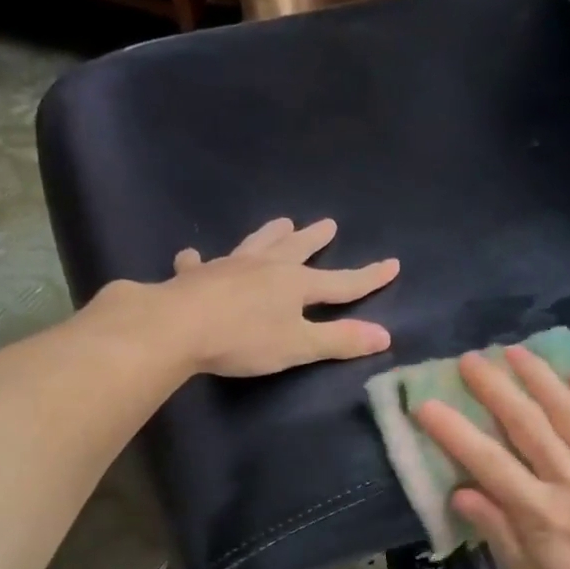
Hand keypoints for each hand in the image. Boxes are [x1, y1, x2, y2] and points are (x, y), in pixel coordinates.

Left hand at [147, 217, 399, 376]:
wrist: (177, 327)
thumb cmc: (244, 339)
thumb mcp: (298, 346)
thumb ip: (340, 340)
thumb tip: (385, 335)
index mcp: (295, 284)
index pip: (341, 282)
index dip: (368, 277)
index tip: (392, 264)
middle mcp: (265, 267)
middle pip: (296, 250)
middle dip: (315, 240)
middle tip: (328, 224)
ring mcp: (228, 267)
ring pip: (255, 245)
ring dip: (270, 235)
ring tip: (280, 223)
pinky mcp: (195, 277)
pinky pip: (200, 264)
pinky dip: (200, 261)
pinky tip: (193, 256)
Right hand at [412, 347, 569, 568]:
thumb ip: (497, 529)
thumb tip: (460, 493)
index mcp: (538, 511)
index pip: (488, 462)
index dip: (454, 431)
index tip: (427, 405)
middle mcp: (569, 479)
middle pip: (526, 424)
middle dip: (494, 388)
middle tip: (469, 360)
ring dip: (540, 378)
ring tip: (515, 351)